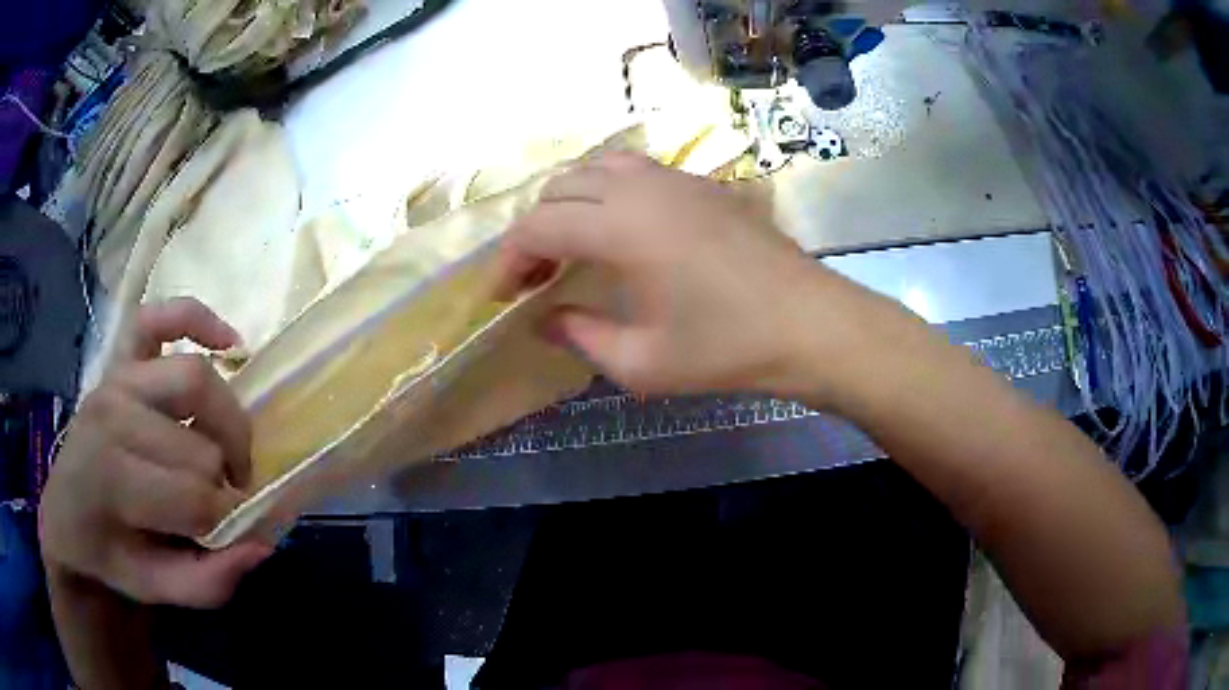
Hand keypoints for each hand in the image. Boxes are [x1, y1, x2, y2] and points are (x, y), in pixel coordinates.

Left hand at [40, 298, 270, 608]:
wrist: (67, 516)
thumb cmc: (108, 556)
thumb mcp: (154, 589)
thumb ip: (208, 581)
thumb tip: (261, 543)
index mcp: (110, 478)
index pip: (194, 497)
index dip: (226, 524)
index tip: (231, 539)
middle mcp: (110, 413)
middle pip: (199, 447)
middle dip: (227, 484)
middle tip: (228, 504)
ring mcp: (115, 376)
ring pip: (196, 381)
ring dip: (229, 424)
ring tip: (230, 455)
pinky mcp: (120, 356)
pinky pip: (161, 317)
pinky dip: (198, 320)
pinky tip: (229, 343)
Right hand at [504, 152, 857, 397]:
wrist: (810, 324)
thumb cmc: (727, 349)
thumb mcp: (642, 362)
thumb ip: (580, 335)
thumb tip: (543, 319)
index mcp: (622, 227)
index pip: (538, 226)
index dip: (508, 260)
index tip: (501, 296)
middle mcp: (642, 187)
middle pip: (560, 187)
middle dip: (534, 230)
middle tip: (534, 278)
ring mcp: (676, 179)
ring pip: (597, 167)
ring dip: (569, 203)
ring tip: (569, 247)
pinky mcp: (702, 184)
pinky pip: (635, 170)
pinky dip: (606, 192)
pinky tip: (618, 230)